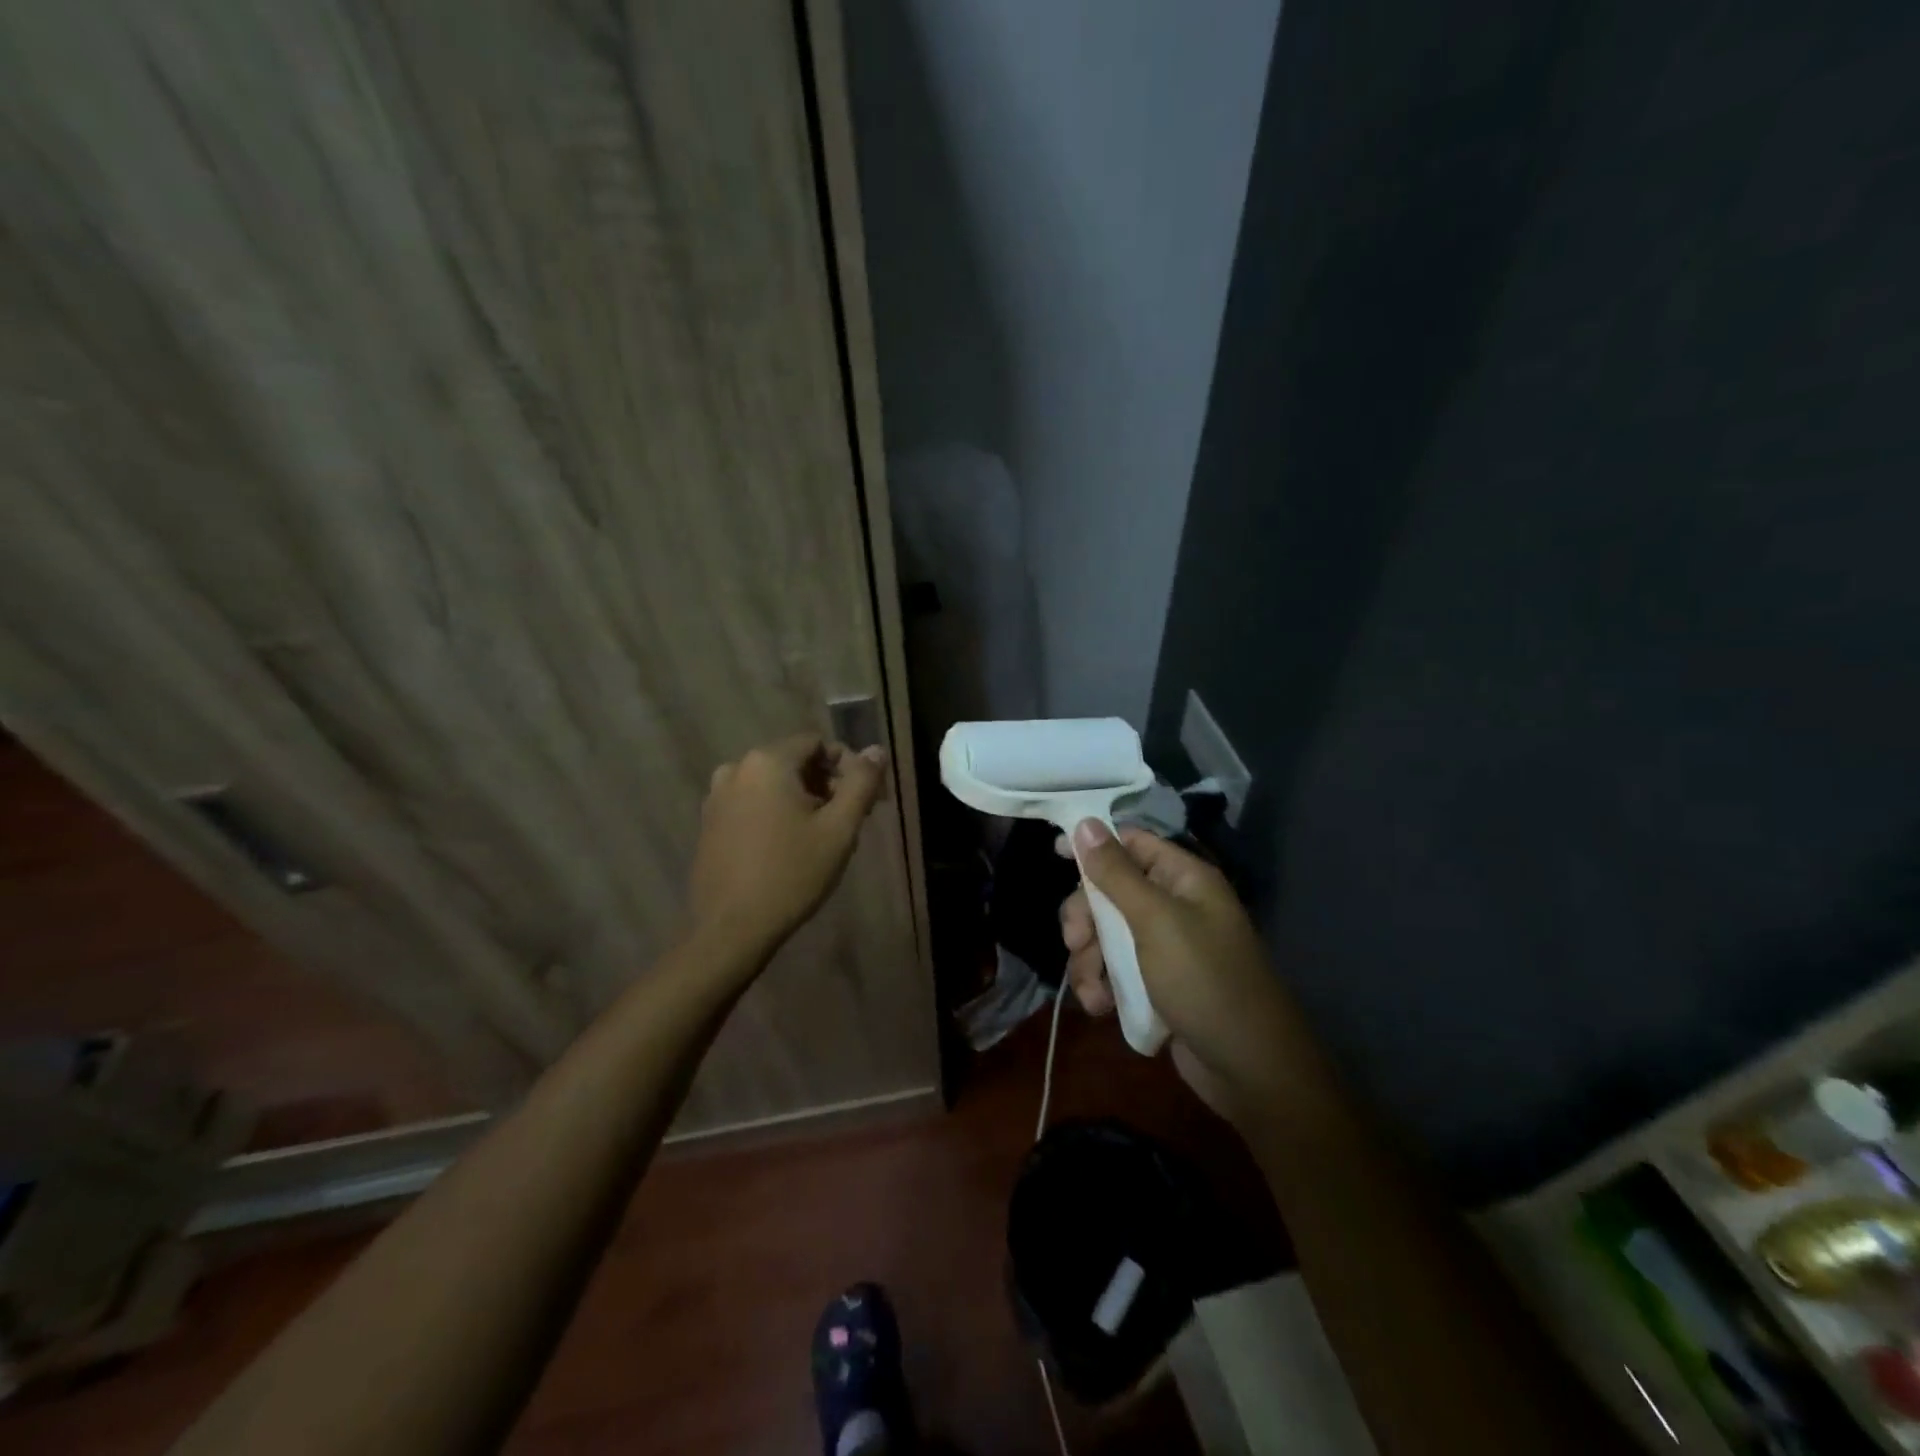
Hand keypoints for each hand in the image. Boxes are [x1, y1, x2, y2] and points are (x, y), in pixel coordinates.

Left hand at [688, 735, 888, 957]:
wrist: (731, 929)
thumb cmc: (791, 874)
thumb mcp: (839, 829)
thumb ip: (861, 783)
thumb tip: (877, 750)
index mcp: (767, 762)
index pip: (818, 743)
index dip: (848, 767)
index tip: (866, 800)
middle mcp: (736, 768)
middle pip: (795, 762)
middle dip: (827, 785)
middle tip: (849, 822)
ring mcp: (717, 797)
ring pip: (774, 784)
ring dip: (803, 800)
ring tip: (822, 838)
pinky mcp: (709, 823)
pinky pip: (752, 803)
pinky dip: (776, 813)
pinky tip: (789, 847)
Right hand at [1059, 822, 1289, 1113]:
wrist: (1250, 1069)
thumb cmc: (1205, 980)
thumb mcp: (1155, 921)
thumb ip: (1116, 873)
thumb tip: (1085, 823)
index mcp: (1183, 879)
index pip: (1131, 843)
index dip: (1094, 845)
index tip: (1056, 853)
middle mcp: (1174, 905)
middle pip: (1110, 892)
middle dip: (1086, 918)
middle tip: (1076, 942)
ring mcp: (1164, 947)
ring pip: (1106, 935)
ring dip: (1089, 960)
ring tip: (1094, 990)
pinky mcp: (1156, 984)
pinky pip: (1115, 970)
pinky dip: (1103, 985)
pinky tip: (1102, 1007)